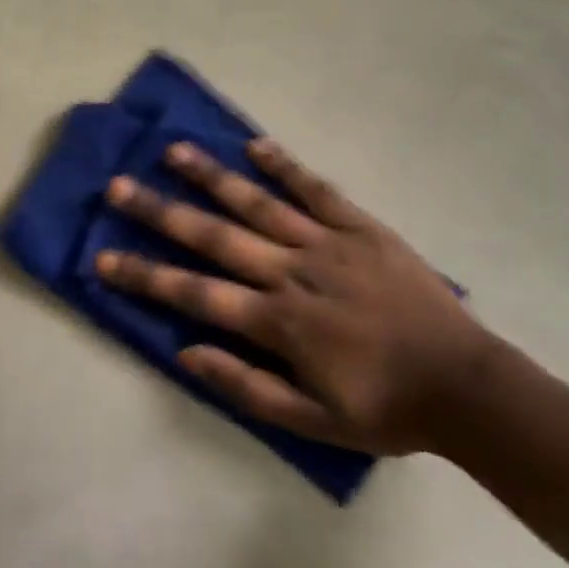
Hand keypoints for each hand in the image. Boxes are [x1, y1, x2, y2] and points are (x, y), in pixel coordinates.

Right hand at [99, 138, 496, 455]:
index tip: (102, 258)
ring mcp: (328, 243)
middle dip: (161, 212)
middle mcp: (293, 272)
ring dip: (212, 176)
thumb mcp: (312, 422)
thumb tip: (185, 352)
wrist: (466, 386)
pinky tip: (254, 145)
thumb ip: (245, 386)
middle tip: (118, 187)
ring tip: (174, 151)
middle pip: (215, 237)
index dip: (145, 276)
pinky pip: (316, 190)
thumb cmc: (385, 408)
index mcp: (279, 322)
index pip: (195, 294)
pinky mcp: (361, 227)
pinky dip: (285, 166)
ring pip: (258, 203)